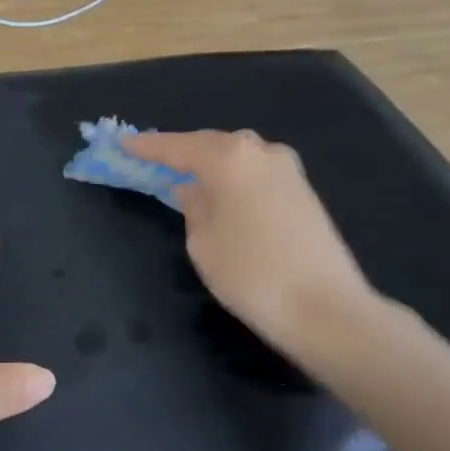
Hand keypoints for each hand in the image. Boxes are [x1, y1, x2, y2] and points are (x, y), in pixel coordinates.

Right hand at [121, 130, 375, 355]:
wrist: (326, 308)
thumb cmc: (251, 274)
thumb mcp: (203, 243)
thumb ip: (193, 206)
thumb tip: (193, 189)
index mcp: (229, 158)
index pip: (178, 146)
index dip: (148, 146)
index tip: (123, 143)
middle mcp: (260, 152)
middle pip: (211, 144)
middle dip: (182, 151)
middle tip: (154, 161)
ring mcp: (288, 169)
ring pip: (238, 156)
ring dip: (211, 163)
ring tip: (187, 177)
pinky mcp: (304, 190)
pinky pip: (256, 172)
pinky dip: (234, 177)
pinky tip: (223, 193)